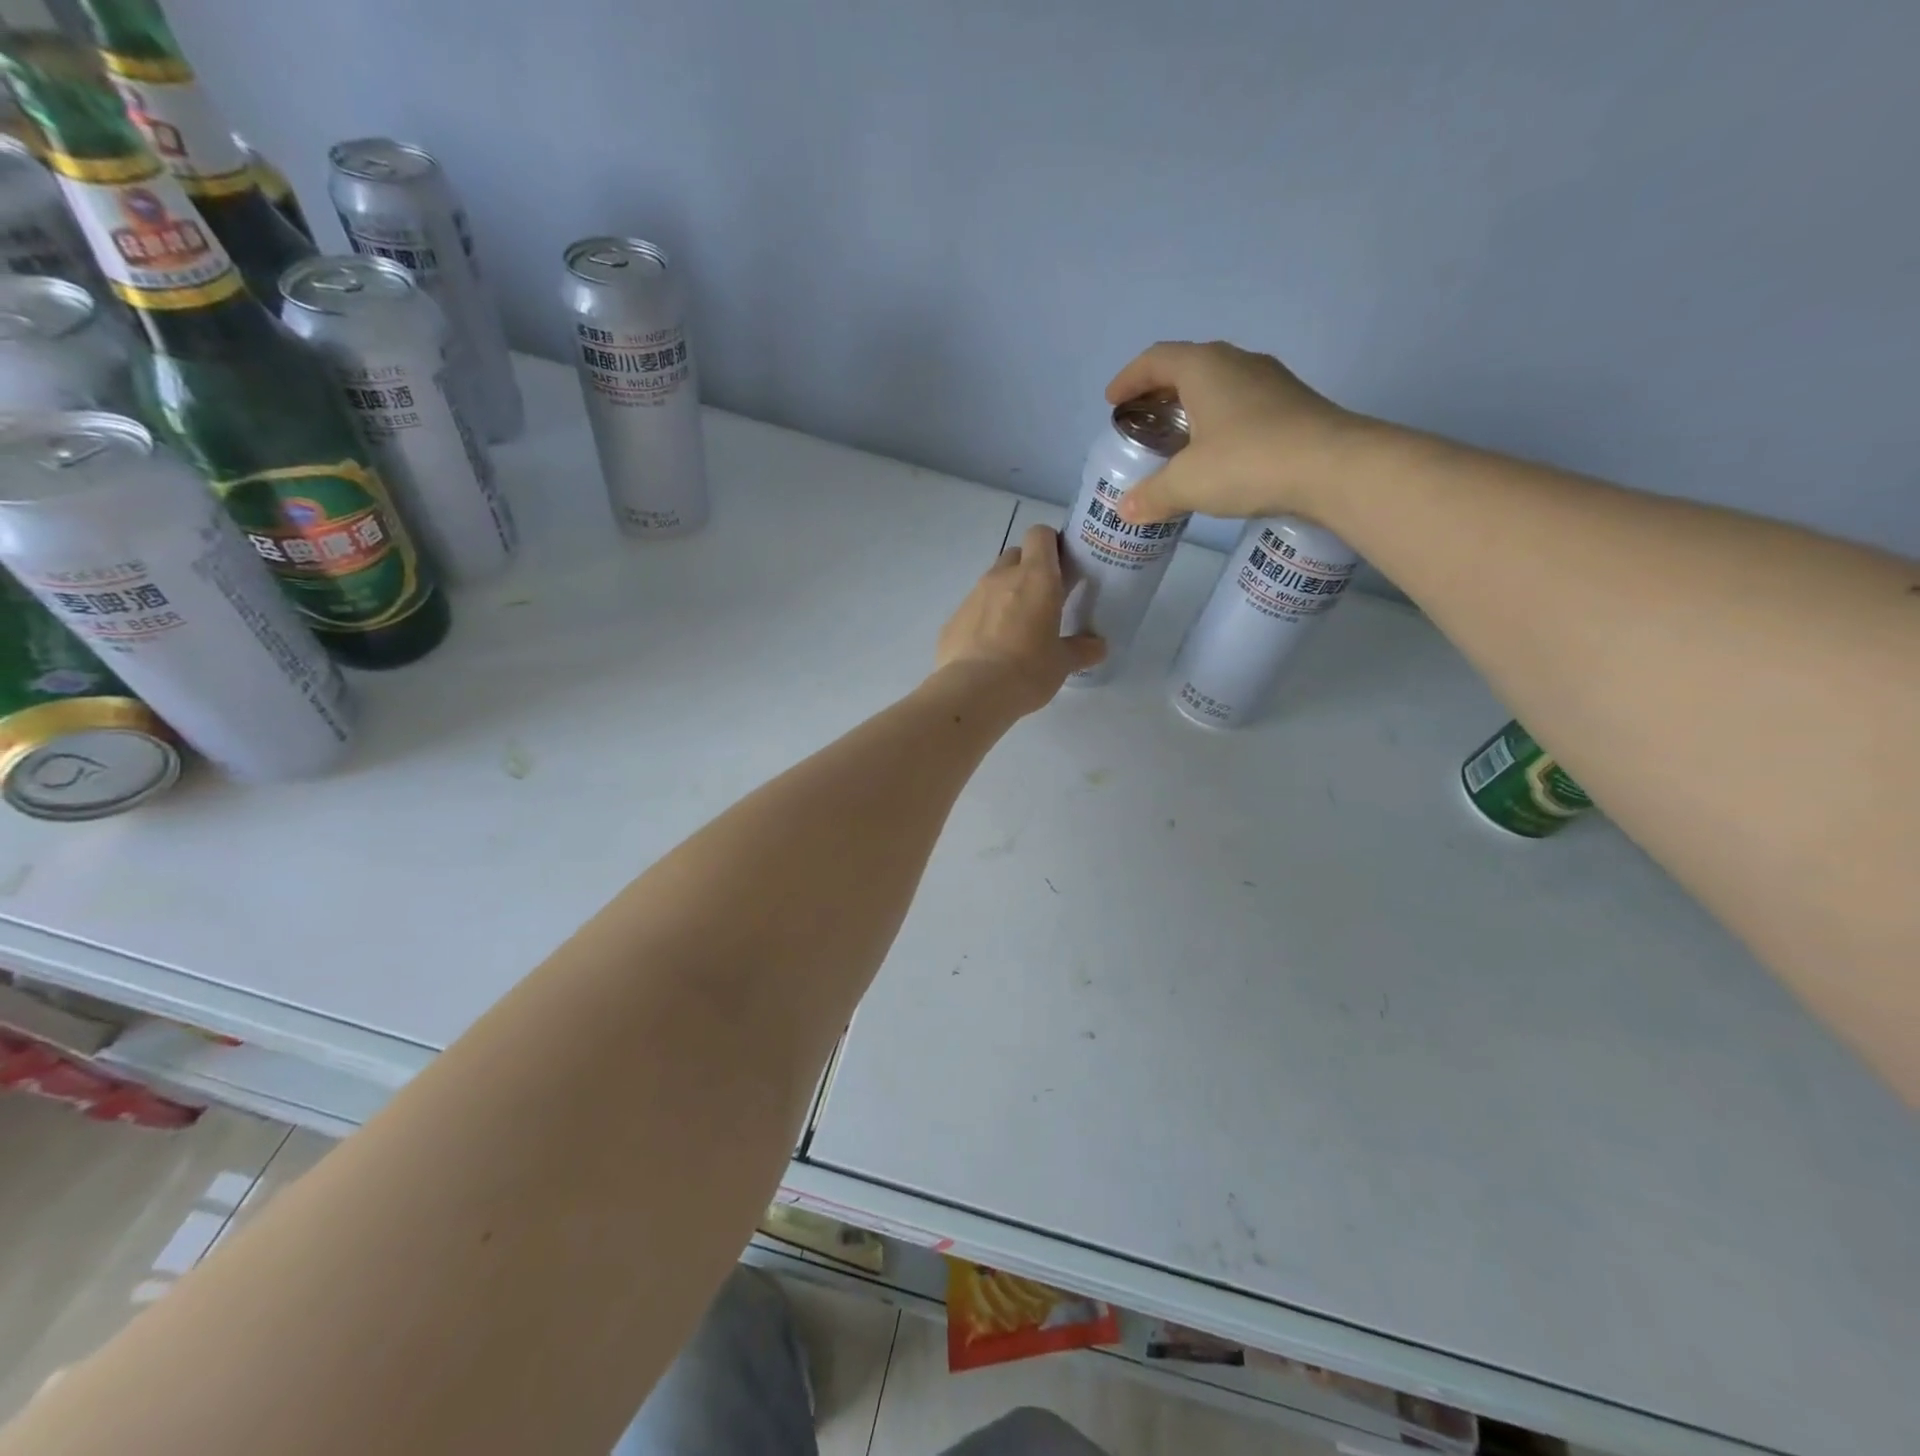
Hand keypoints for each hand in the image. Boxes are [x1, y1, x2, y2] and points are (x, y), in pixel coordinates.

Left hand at [935, 524, 1105, 713]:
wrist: (973, 692)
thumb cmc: (1028, 669)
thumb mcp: (1063, 663)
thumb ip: (1082, 649)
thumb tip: (1098, 646)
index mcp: (1036, 577)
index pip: (1040, 535)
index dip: (1051, 545)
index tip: (1061, 568)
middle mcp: (1001, 577)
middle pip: (1015, 555)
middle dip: (1028, 570)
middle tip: (1041, 601)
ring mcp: (972, 596)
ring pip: (992, 582)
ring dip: (1005, 596)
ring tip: (1015, 630)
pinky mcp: (952, 619)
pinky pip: (972, 610)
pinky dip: (983, 620)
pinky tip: (989, 650)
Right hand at [1105, 341, 1361, 525]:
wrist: (1335, 468)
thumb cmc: (1248, 461)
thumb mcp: (1187, 483)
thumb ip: (1152, 494)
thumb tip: (1127, 509)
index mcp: (1205, 368)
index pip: (1156, 359)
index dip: (1129, 378)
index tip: (1113, 401)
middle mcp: (1238, 363)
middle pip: (1188, 367)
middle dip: (1159, 391)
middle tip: (1142, 419)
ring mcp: (1271, 382)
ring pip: (1219, 385)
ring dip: (1192, 405)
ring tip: (1178, 438)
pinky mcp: (1293, 406)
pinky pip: (1242, 404)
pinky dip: (1219, 421)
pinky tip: (1218, 453)